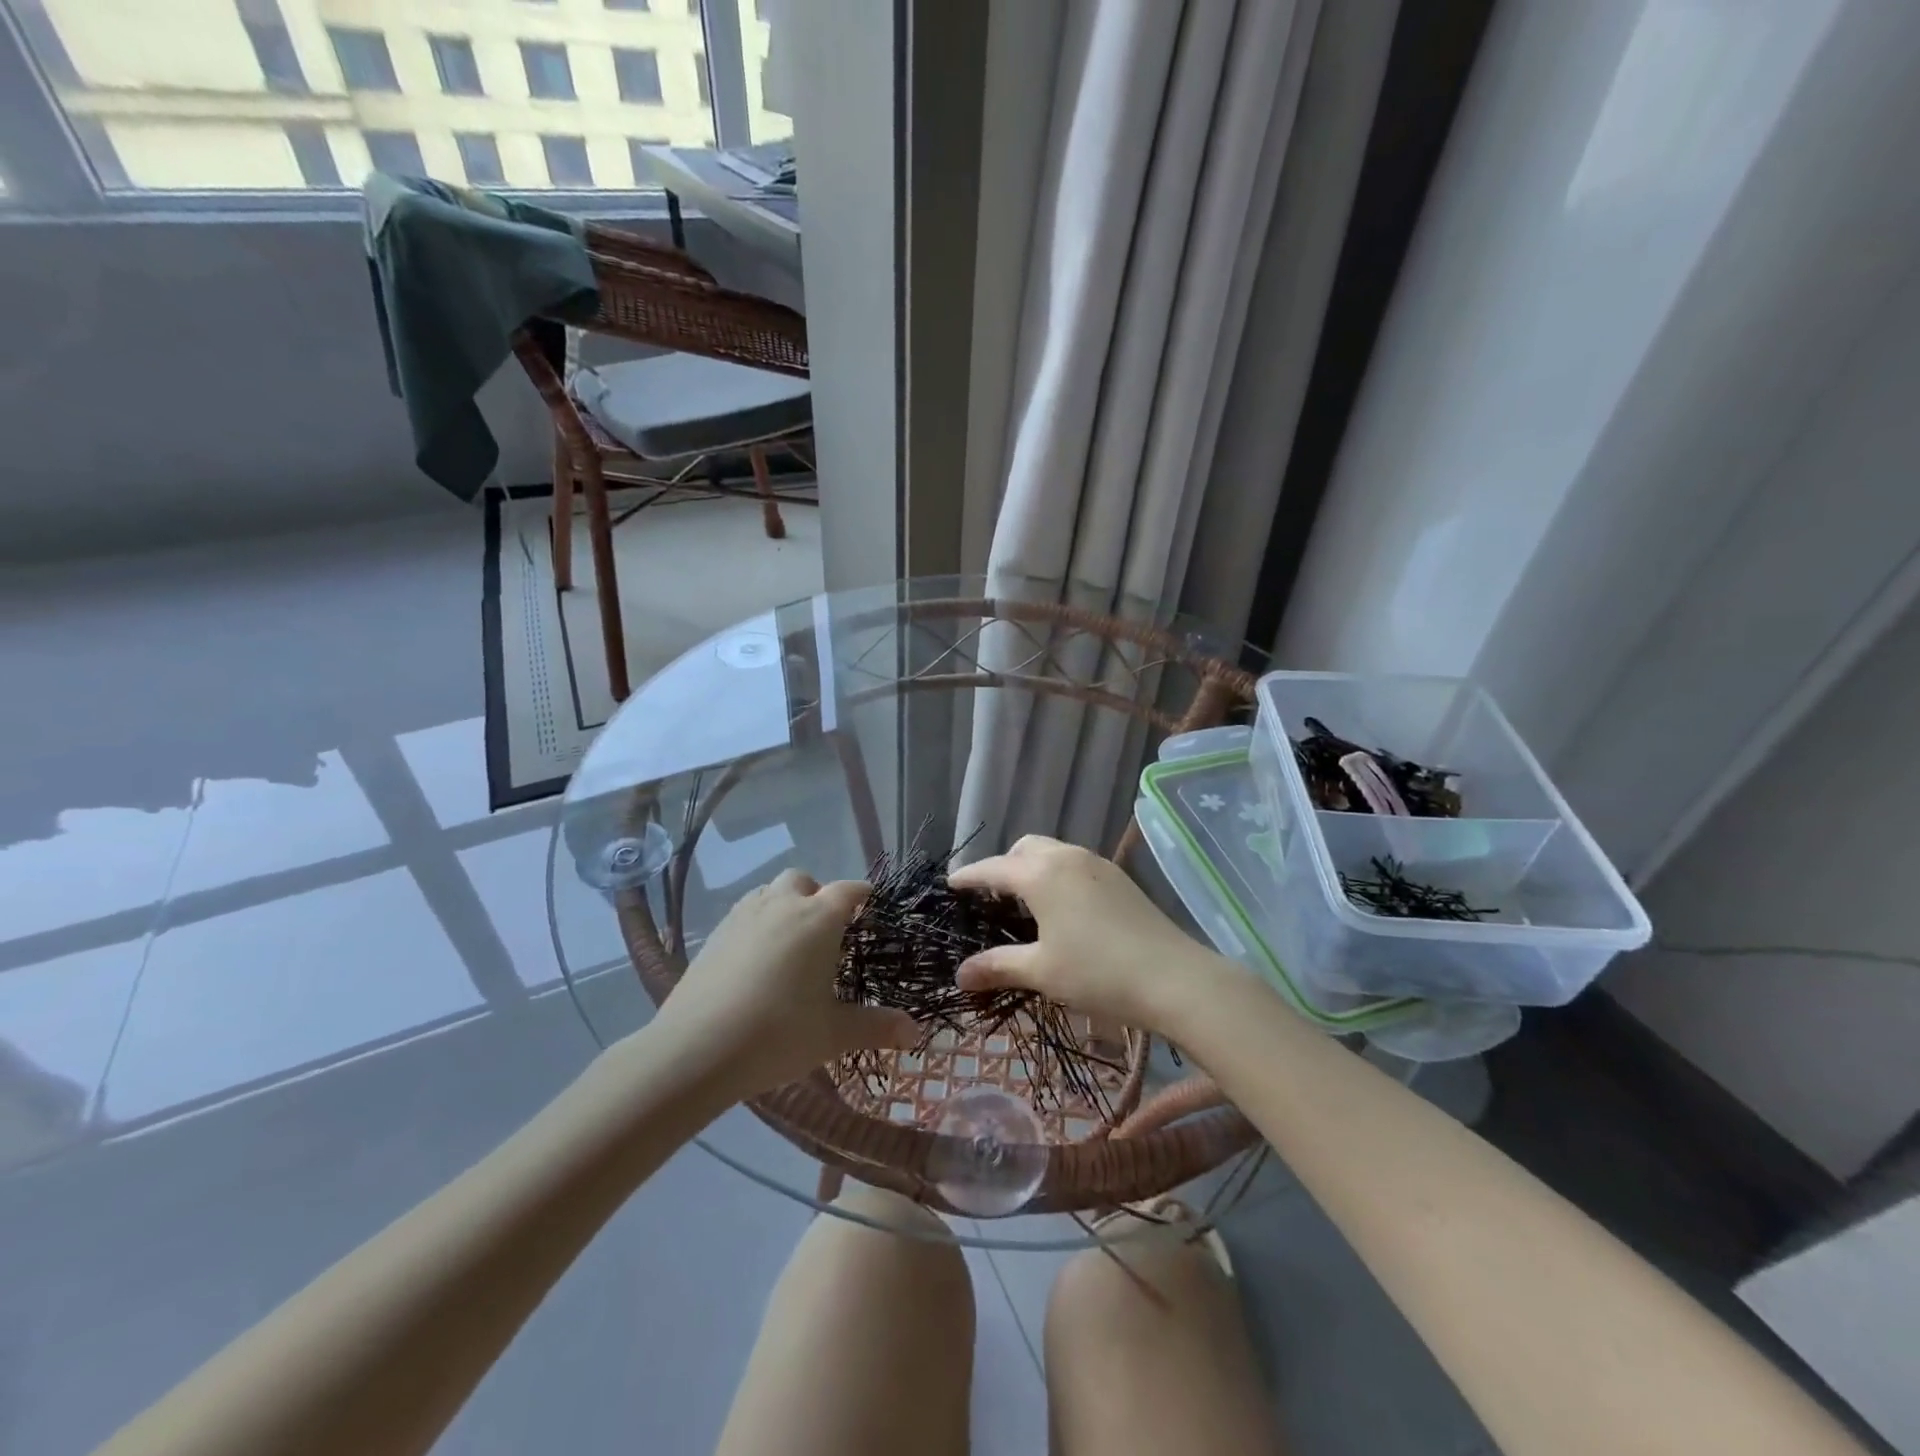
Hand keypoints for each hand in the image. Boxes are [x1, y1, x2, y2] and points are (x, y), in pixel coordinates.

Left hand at [650, 869, 919, 1099]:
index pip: (849, 890)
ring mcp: (744, 915)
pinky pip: (744, 912)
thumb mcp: (834, 1034)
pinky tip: (756, 959)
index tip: (871, 908)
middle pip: (805, 881)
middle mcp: (782, 904)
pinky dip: (757, 922)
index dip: (863, 895)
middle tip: (827, 931)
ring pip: (770, 892)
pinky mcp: (714, 933)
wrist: (697, 1048)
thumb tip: (916, 1032)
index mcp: (819, 919)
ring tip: (790, 941)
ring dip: (785, 904)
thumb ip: (877, 1027)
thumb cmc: (778, 1034)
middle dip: (818, 895)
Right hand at [947, 835, 1227, 1034]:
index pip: (993, 869)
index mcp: (1041, 874)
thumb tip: (960, 974)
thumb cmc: (1098, 973)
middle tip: (992, 898)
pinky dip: (1057, 874)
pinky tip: (1063, 908)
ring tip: (1027, 903)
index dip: (969, 876)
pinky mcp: (1119, 877)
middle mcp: (1067, 857)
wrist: (1174, 977)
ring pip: (1053, 852)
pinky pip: (1075, 863)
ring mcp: (1097, 863)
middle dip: (1003, 866)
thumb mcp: (1042, 972)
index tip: (951, 884)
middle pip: (1024, 848)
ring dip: (1032, 868)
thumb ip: (998, 966)